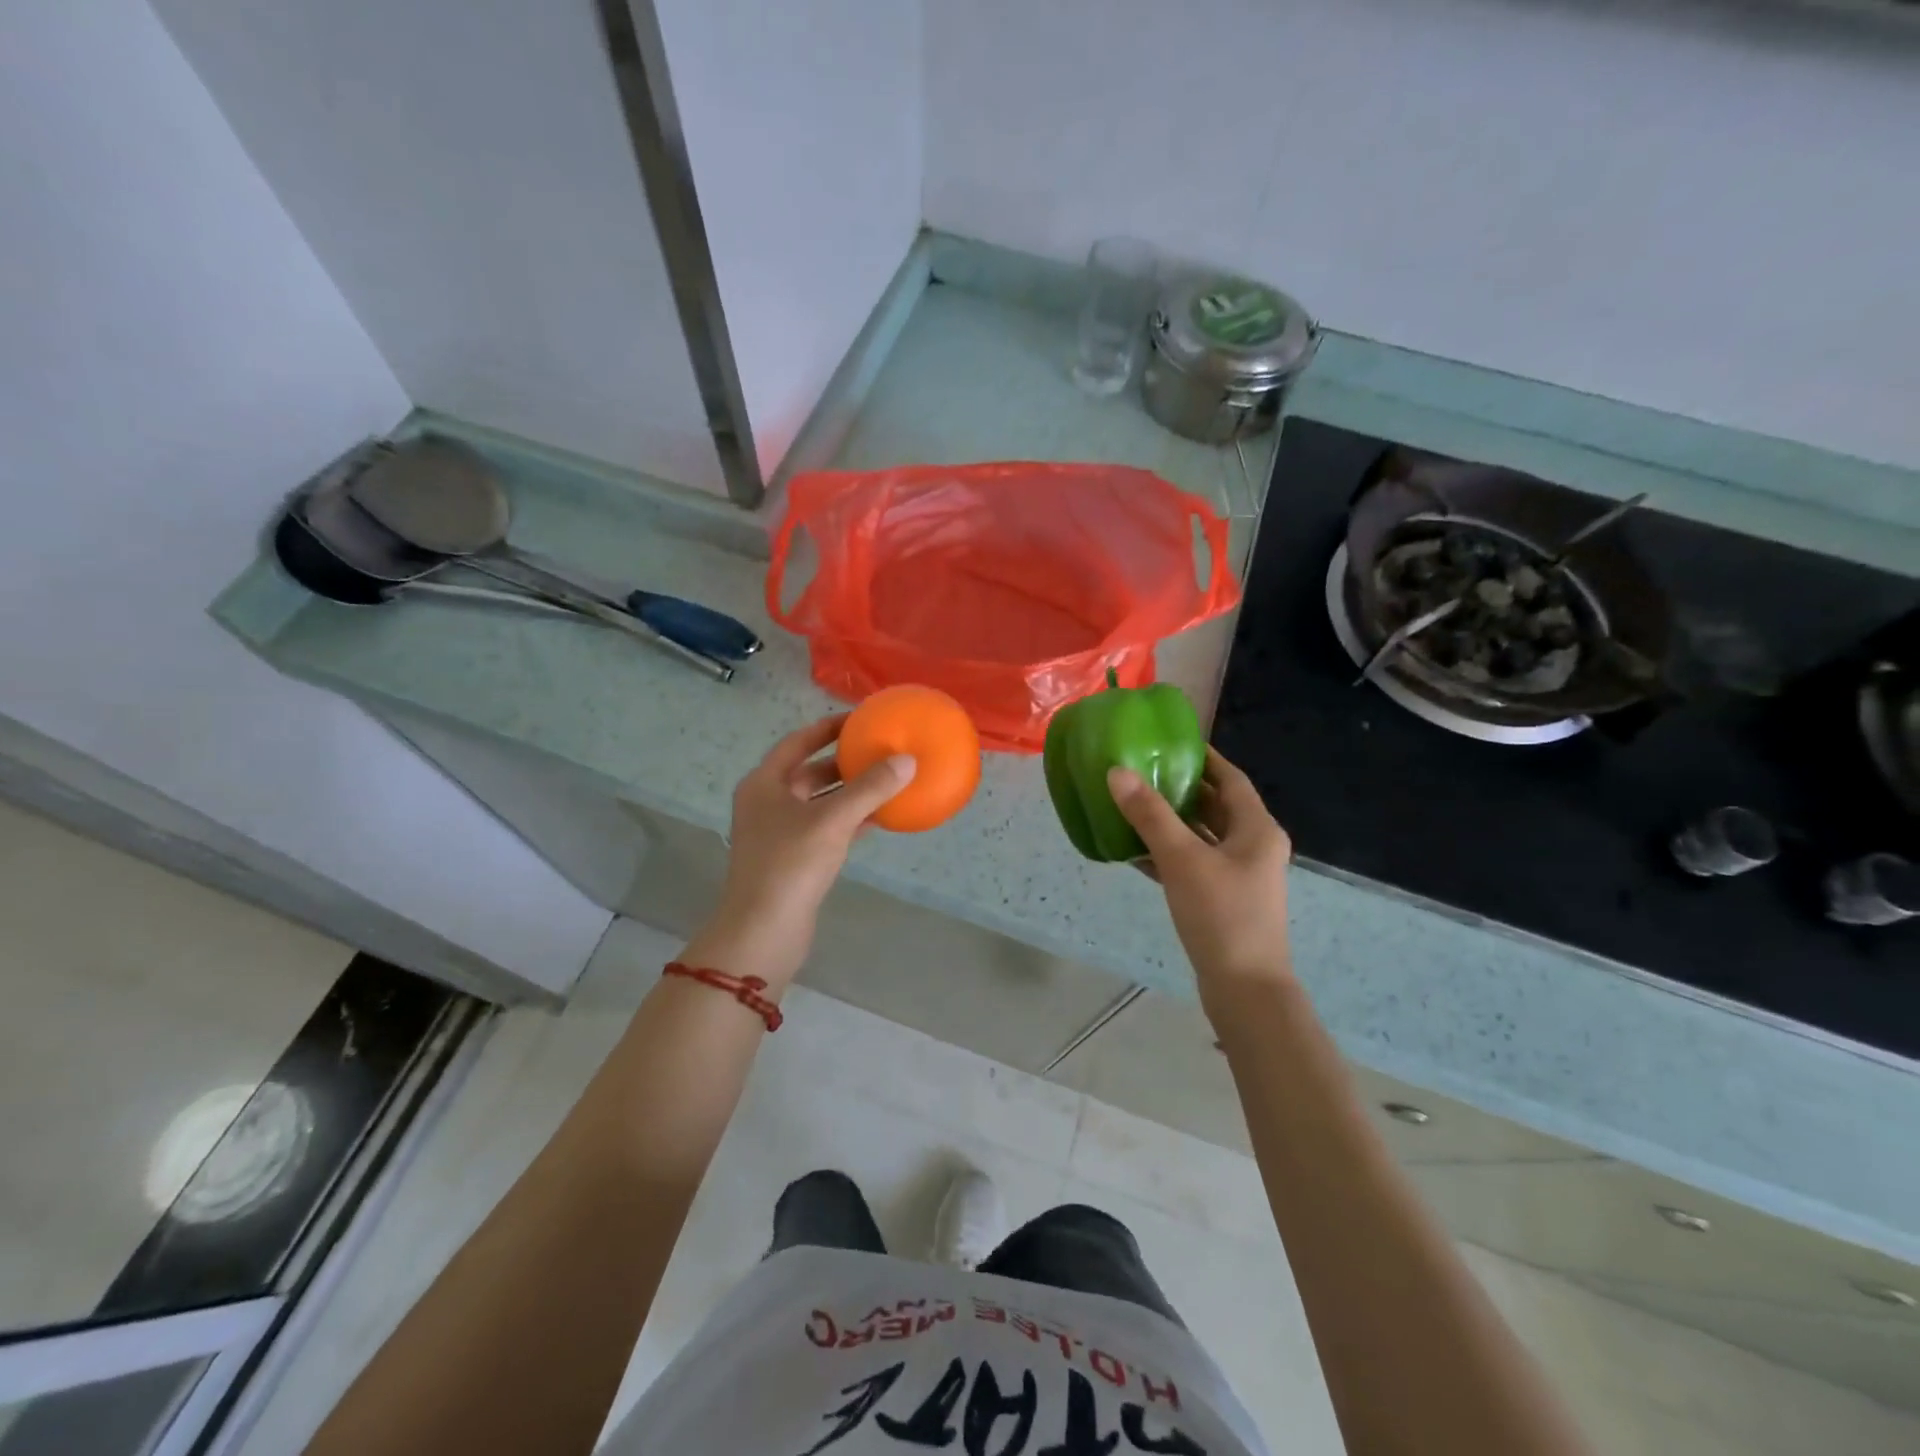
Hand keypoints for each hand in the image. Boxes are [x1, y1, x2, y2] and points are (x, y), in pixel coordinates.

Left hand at [681, 715, 915, 990]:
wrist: (764, 931)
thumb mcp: (833, 820)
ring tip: (887, 779)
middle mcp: (767, 803)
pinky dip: (850, 820)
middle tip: (880, 749)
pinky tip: (880, 817)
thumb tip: (908, 760)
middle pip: (810, 772)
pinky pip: (826, 828)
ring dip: (850, 792)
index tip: (860, 719)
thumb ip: (870, 788)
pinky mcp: (794, 859)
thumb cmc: (790, 864)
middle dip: (844, 761)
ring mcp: (779, 833)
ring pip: (820, 802)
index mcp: (764, 783)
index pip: (798, 742)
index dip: (828, 728)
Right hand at [1109, 748, 1294, 1014]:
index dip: (1203, 757)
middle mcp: (1252, 846)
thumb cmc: (1221, 915)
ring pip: (1200, 836)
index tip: (1169, 742)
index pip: (1230, 778)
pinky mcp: (1221, 900)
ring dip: (1169, 822)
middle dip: (1179, 788)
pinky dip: (1166, 854)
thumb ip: (1149, 815)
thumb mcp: (1182, 859)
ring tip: (1129, 804)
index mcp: (1256, 828)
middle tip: (1140, 771)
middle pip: (1214, 806)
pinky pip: (1191, 865)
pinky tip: (1131, 851)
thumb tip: (1117, 772)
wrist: (1245, 989)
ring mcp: (1238, 876)